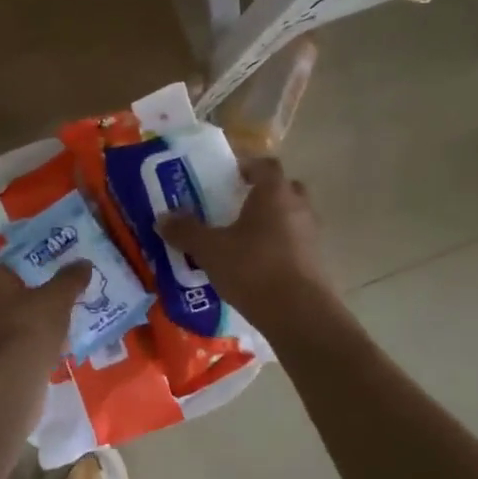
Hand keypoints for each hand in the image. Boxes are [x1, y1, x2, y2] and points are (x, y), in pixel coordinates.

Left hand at [0, 260, 90, 386]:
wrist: (0, 392)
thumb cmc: (25, 333)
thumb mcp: (57, 302)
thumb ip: (69, 280)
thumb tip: (83, 263)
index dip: (3, 274)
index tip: (27, 283)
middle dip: (9, 304)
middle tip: (40, 309)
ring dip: (9, 331)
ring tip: (43, 339)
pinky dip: (7, 356)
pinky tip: (34, 363)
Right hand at [158, 158, 334, 327]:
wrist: (297, 313)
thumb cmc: (252, 268)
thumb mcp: (209, 249)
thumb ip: (186, 231)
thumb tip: (162, 218)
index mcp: (274, 194)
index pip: (265, 165)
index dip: (247, 166)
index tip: (228, 176)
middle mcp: (298, 208)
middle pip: (284, 189)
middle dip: (262, 194)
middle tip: (237, 205)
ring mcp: (311, 235)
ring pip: (291, 217)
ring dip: (271, 222)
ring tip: (242, 238)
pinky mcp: (315, 262)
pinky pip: (294, 244)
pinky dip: (278, 247)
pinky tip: (255, 265)